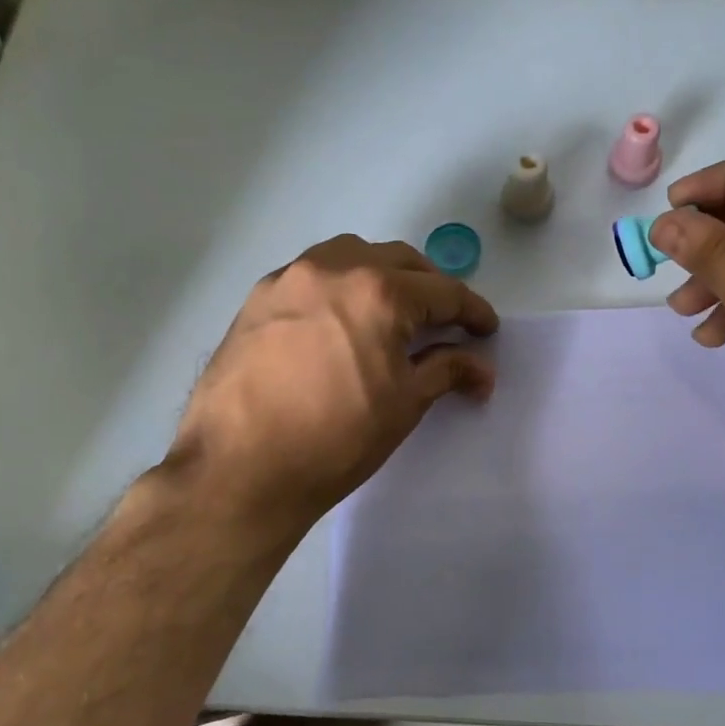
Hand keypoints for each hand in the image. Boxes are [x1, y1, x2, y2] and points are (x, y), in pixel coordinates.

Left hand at [167, 235, 497, 537]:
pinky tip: (340, 319)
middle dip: (430, 287)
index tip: (486, 330)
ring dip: (382, 274)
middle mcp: (335, 268)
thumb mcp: (404, 404)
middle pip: (400, 261)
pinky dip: (340, 285)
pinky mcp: (258, 297)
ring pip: (352, 255)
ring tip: (391, 310)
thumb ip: (446, 371)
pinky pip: (313, 274)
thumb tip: (482, 368)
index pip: (444, 292)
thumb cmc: (335, 439)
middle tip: (444, 321)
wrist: (238, 470)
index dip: (473, 311)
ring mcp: (290, 278)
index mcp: (380, 292)